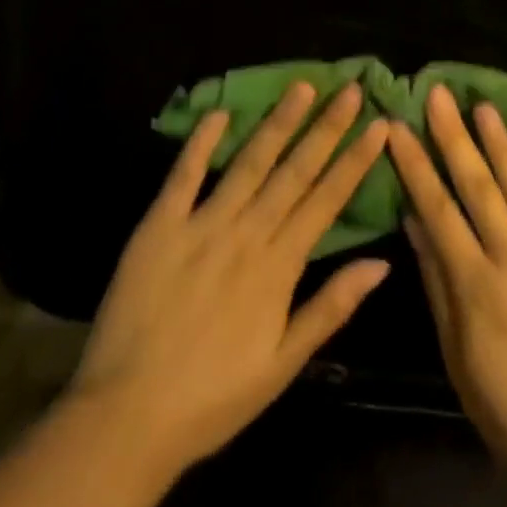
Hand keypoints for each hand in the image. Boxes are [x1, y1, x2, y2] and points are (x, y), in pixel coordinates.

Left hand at [71, 81, 392, 478]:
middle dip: (326, 127)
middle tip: (350, 88)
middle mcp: (246, 233)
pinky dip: (201, 142)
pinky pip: (184, 175)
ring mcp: (202, 224)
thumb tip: (381, 263)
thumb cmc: (212, 398)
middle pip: (294, 170)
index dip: (355, 160)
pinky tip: (220, 113)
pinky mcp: (160, 226)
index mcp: (279, 266)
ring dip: (278, 122)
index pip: (327, 199)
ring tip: (302, 86)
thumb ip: (331, 307)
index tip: (379, 124)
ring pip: (249, 162)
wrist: (125, 419)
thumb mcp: (283, 365)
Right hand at [388, 85, 506, 487]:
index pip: (438, 209)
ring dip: (504, 145)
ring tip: (486, 106)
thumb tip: (414, 222)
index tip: (397, 126)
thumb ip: (437, 285)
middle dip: (454, 137)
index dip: (416, 164)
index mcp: (477, 284)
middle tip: (438, 93)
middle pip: (479, 189)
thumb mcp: (457, 358)